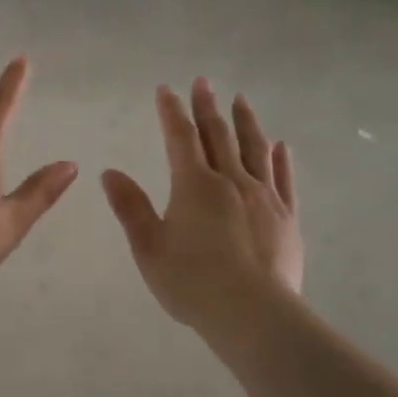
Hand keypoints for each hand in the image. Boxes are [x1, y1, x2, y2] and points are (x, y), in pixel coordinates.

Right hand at [101, 79, 303, 331]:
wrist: (253, 314)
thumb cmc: (192, 283)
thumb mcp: (148, 247)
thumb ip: (130, 207)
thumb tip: (110, 173)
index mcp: (194, 185)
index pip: (180, 138)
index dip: (171, 112)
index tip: (166, 90)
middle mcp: (231, 181)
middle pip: (218, 135)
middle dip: (207, 107)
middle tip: (203, 82)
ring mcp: (264, 197)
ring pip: (255, 149)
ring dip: (246, 122)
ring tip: (241, 100)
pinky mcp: (287, 218)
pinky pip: (284, 180)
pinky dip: (280, 159)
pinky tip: (280, 146)